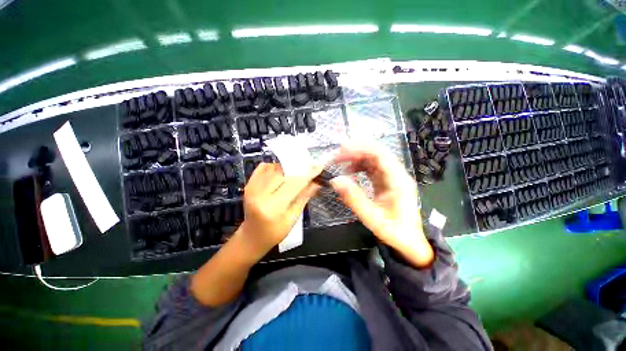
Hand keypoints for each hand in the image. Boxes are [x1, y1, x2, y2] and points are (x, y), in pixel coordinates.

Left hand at [236, 163, 321, 259]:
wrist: (252, 237)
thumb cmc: (275, 232)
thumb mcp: (293, 218)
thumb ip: (304, 197)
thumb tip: (316, 183)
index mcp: (273, 207)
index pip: (294, 184)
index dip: (307, 174)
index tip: (319, 167)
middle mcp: (260, 194)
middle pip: (284, 173)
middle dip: (298, 170)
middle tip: (309, 169)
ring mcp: (252, 188)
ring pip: (274, 168)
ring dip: (287, 168)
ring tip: (295, 172)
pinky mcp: (249, 185)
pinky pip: (263, 168)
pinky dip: (274, 167)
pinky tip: (281, 172)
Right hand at [330, 142, 433, 267]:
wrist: (409, 242)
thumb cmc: (395, 232)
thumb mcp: (372, 218)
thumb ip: (354, 199)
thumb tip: (335, 180)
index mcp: (398, 181)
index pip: (381, 155)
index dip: (361, 149)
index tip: (342, 150)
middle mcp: (397, 175)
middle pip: (377, 153)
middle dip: (357, 150)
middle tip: (338, 153)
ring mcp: (392, 178)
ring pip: (374, 159)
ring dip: (357, 157)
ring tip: (341, 161)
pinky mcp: (386, 182)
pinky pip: (372, 168)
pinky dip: (360, 166)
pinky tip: (350, 171)